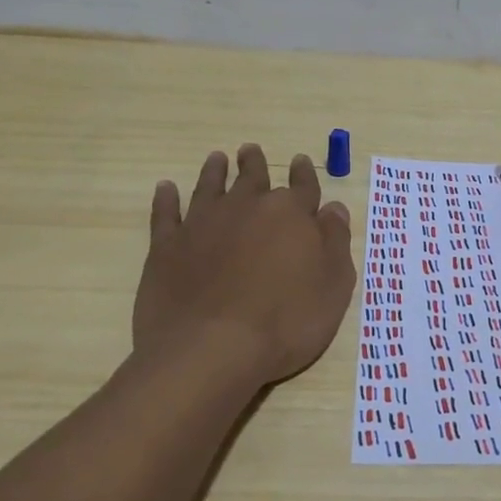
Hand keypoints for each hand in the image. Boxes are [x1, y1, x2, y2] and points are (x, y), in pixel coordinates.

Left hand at [132, 144, 355, 387]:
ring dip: (214, 171)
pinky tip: (166, 188)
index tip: (298, 161)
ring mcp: (202, 224)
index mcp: (290, 214)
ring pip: (210, 186)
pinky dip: (166, 199)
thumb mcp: (334, 286)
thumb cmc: (286, 322)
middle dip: (254, 164)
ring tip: (216, 159)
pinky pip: (165, 213)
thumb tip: (334, 208)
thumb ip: (335, 242)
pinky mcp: (167, 246)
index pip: (302, 186)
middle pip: (253, 178)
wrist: (212, 349)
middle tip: (250, 151)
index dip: (303, 174)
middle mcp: (247, 208)